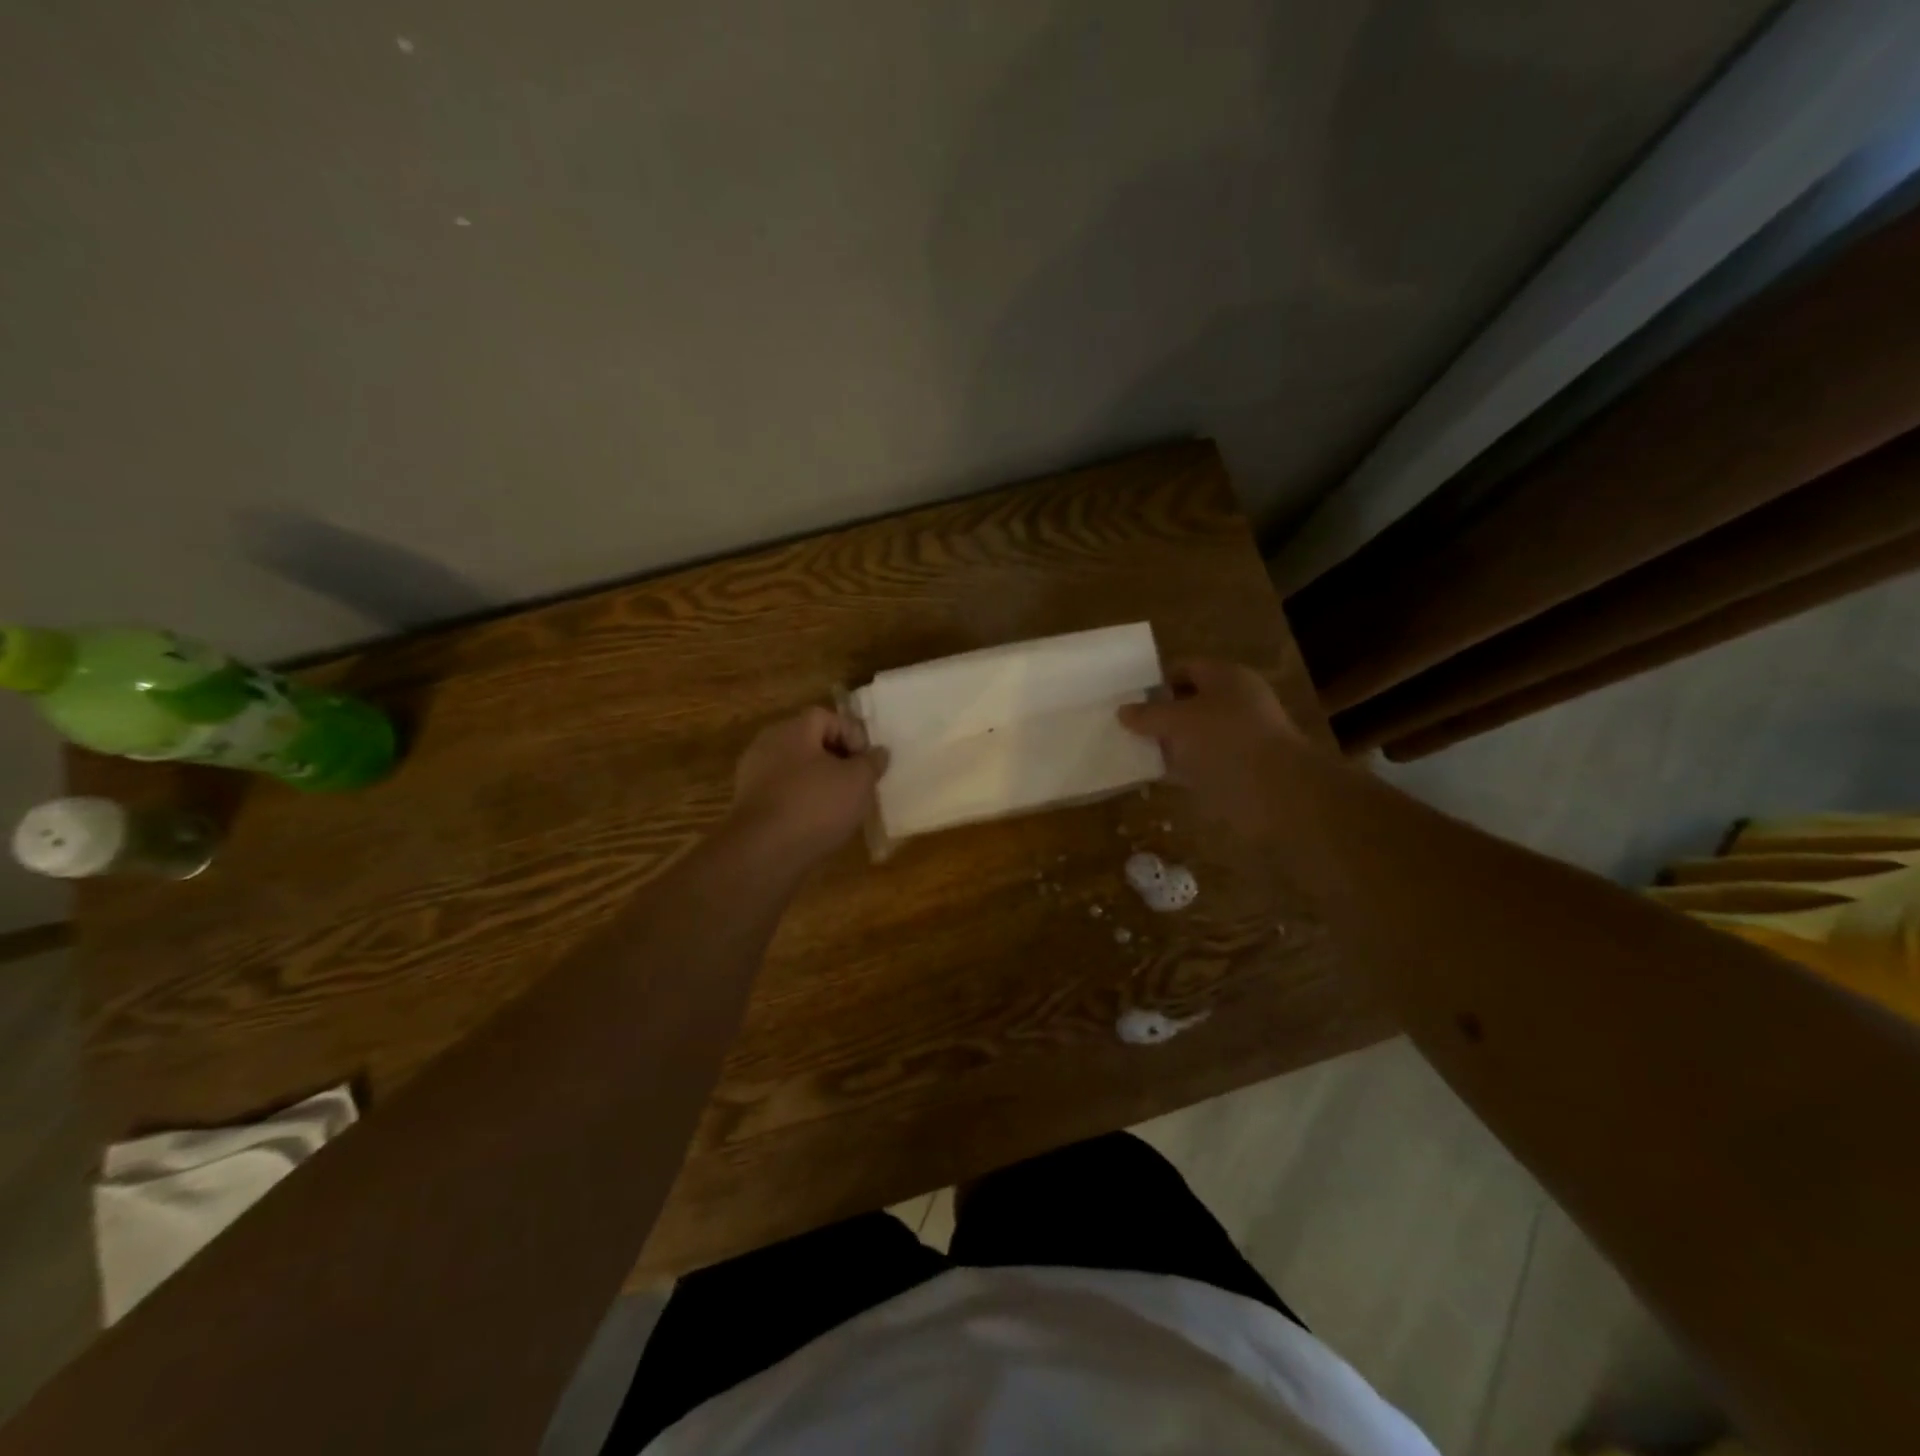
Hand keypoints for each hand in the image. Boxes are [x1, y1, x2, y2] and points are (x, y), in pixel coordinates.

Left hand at [726, 706, 887, 864]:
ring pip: (796, 770)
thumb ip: (871, 762)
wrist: (763, 853)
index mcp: (792, 730)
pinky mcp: (749, 805)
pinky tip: (817, 823)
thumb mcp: (858, 781)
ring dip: (820, 783)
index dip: (852, 734)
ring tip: (841, 806)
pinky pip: (783, 793)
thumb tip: (878, 752)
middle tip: (858, 782)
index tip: (866, 762)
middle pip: (809, 742)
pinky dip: (802, 802)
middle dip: (837, 759)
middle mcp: (768, 745)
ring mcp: (753, 775)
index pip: (827, 717)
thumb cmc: (816, 806)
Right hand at [1117, 661, 1304, 837]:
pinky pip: (1201, 763)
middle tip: (1126, 725)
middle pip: (1190, 702)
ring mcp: (1239, 738)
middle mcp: (1236, 702)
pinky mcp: (1238, 770)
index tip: (1128, 697)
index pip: (1186, 668)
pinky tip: (1154, 775)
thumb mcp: (1177, 720)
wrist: (1274, 792)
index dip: (1157, 680)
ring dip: (1168, 743)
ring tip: (1134, 750)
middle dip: (1160, 713)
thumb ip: (1148, 714)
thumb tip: (1123, 710)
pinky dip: (1180, 768)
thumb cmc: (1225, 740)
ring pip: (1194, 735)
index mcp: (1227, 677)